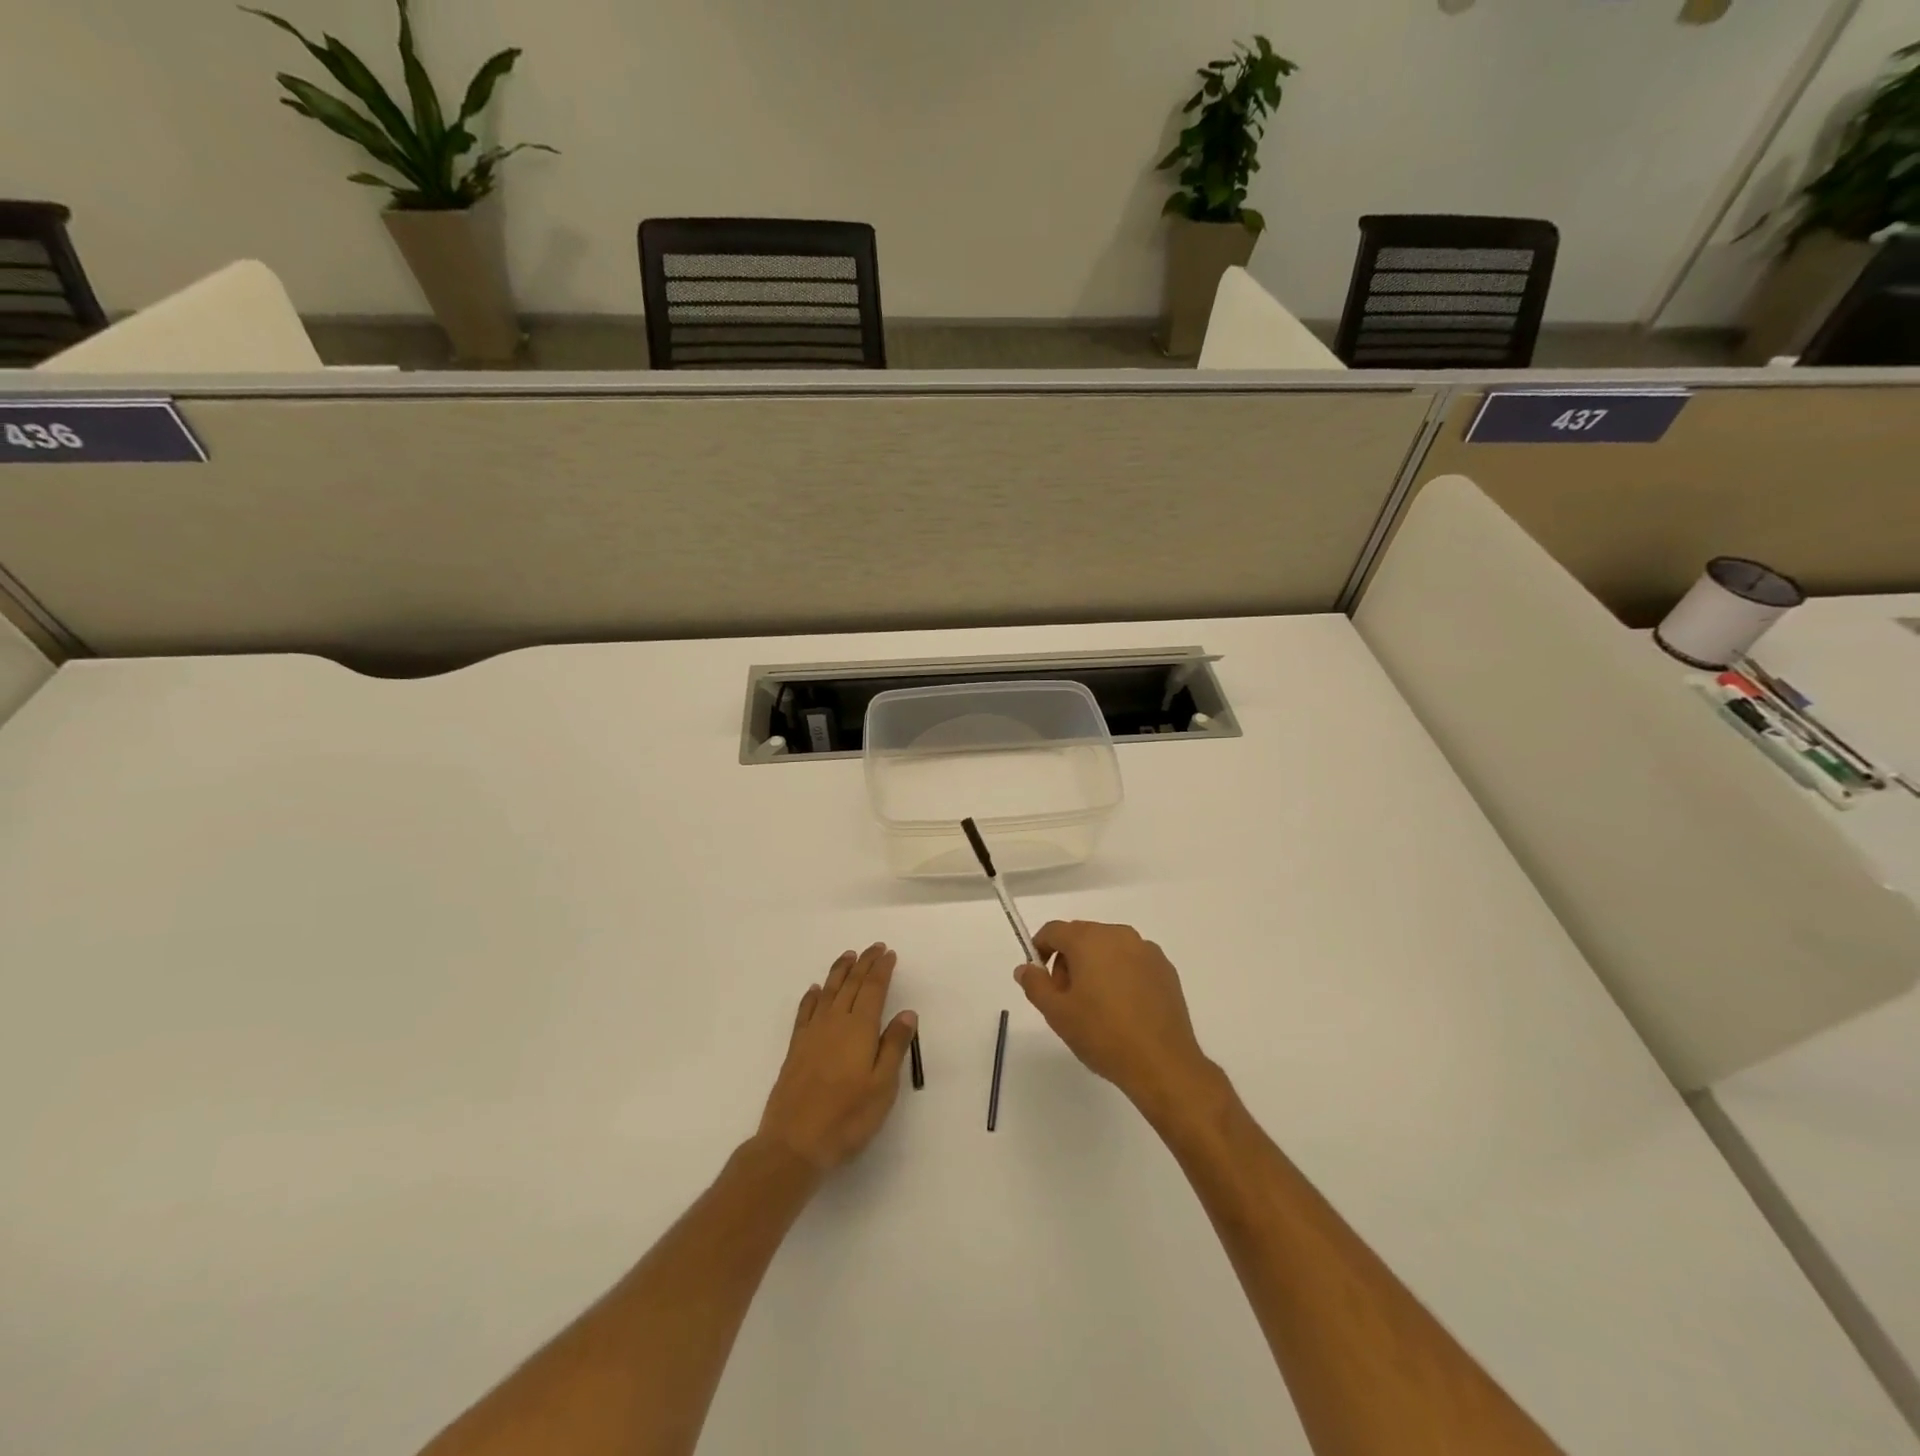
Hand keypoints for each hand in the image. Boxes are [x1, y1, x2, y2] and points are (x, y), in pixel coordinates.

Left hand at [758, 943, 917, 1172]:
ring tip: (849, 956)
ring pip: (828, 991)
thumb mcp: (883, 1086)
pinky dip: (812, 996)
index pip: (873, 989)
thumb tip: (907, 1012)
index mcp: (860, 1028)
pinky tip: (815, 990)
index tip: (889, 953)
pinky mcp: (796, 1047)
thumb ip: (894, 1046)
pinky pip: (805, 1011)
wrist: (794, 1142)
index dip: (881, 969)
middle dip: (864, 963)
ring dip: (840, 971)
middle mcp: (835, 1022)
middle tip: (874, 947)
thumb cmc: (847, 1117)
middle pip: (852, 984)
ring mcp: (812, 1033)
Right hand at [1016, 921, 1214, 1113]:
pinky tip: (1123, 1008)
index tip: (1039, 978)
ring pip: (1108, 948)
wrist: (1162, 1063)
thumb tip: (1025, 968)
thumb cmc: (1102, 1034)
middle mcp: (1118, 934)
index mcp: (1089, 939)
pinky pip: (1132, 961)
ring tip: (1096, 1006)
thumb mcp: (1057, 1013)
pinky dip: (1121, 974)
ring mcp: (1146, 950)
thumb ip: (1035, 984)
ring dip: (1095, 966)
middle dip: (1068, 960)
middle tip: (1066, 998)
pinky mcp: (1165, 968)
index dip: (1040, 949)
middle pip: (1082, 936)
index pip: (1054, 930)